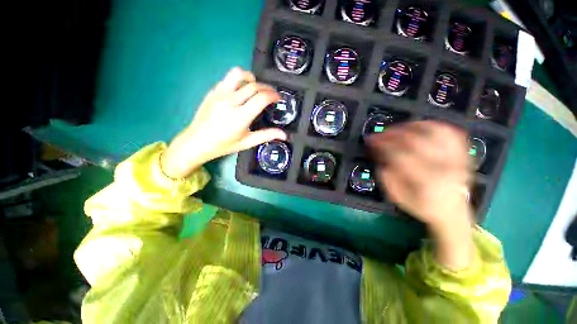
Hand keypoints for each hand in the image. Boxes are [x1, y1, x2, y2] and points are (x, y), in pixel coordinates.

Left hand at [161, 68, 286, 178]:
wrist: (197, 141)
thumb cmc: (224, 145)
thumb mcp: (247, 142)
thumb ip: (266, 136)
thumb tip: (284, 135)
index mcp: (240, 117)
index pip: (261, 98)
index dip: (273, 95)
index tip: (279, 98)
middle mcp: (230, 102)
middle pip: (254, 86)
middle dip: (267, 88)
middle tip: (272, 94)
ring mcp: (219, 94)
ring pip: (238, 74)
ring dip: (251, 77)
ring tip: (256, 86)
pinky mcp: (213, 91)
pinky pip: (228, 79)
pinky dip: (239, 81)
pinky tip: (241, 91)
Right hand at [367, 121, 474, 269]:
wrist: (453, 212)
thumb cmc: (423, 207)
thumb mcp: (398, 198)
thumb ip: (387, 178)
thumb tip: (381, 158)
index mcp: (427, 181)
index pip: (400, 156)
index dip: (383, 146)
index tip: (372, 142)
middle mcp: (445, 167)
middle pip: (416, 141)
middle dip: (392, 134)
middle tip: (379, 134)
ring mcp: (456, 158)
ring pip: (434, 132)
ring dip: (410, 126)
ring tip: (396, 129)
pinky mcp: (462, 154)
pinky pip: (449, 132)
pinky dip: (432, 125)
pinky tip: (418, 126)